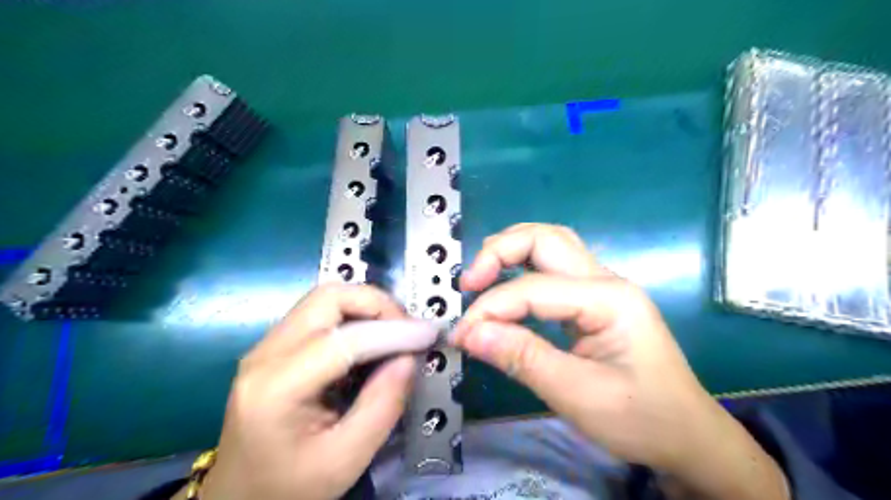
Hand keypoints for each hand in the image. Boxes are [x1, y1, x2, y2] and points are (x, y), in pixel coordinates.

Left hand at [193, 286, 436, 499]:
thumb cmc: (289, 488)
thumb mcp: (346, 459)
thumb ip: (383, 405)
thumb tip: (409, 357)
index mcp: (276, 388)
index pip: (344, 339)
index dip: (393, 332)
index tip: (429, 334)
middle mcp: (265, 354)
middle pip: (329, 297)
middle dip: (377, 304)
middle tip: (407, 330)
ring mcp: (267, 346)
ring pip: (326, 298)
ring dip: (367, 307)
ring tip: (395, 333)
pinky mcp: (275, 346)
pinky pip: (320, 313)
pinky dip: (354, 316)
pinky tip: (371, 340)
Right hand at [452, 224, 785, 499]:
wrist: (688, 437)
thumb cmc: (643, 419)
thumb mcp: (579, 395)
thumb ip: (522, 358)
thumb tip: (469, 333)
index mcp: (609, 298)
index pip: (533, 289)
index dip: (490, 308)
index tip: (460, 335)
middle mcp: (605, 280)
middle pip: (545, 239)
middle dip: (499, 251)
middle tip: (469, 283)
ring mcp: (601, 287)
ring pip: (550, 246)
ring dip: (510, 252)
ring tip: (480, 277)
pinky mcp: (593, 301)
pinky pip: (552, 269)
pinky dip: (521, 270)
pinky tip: (505, 286)